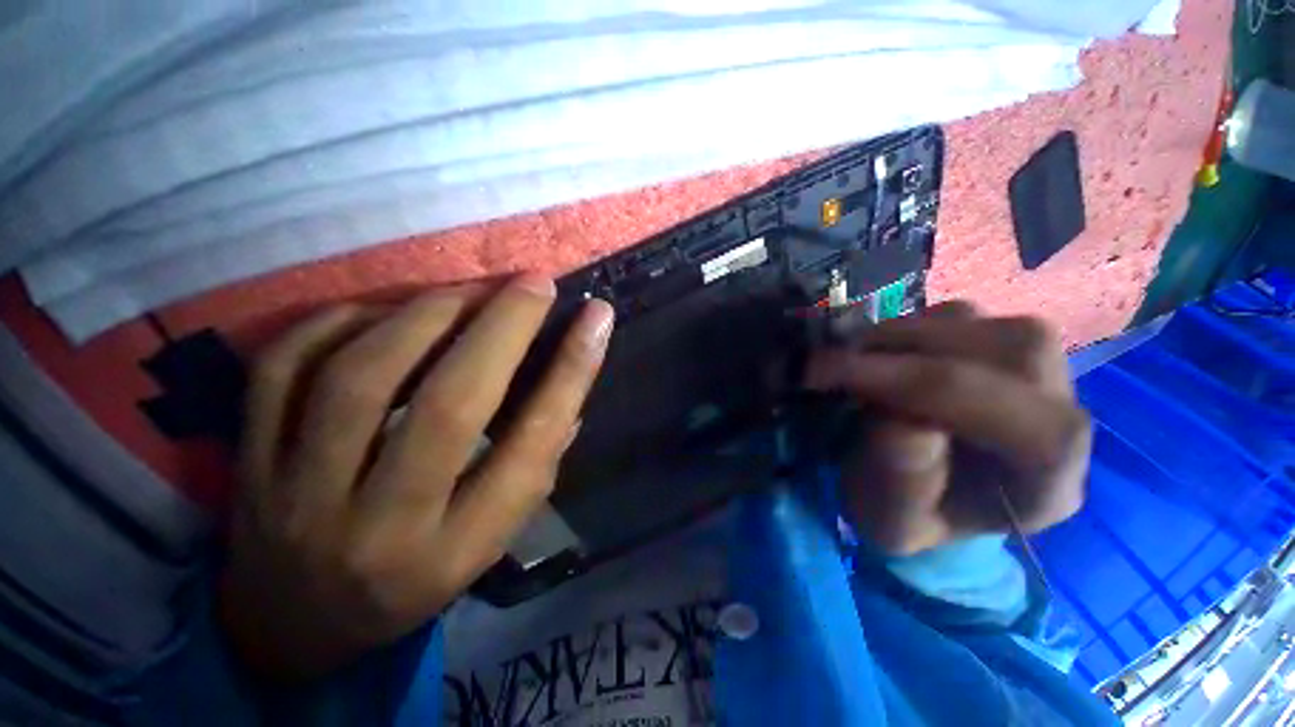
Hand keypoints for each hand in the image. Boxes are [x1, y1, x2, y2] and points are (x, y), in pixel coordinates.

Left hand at [218, 275, 613, 681]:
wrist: (294, 627)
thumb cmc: (415, 578)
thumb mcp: (492, 535)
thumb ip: (536, 459)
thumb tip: (570, 378)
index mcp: (458, 548)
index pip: (530, 445)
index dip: (571, 372)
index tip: (596, 317)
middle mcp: (383, 526)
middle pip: (448, 406)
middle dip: (503, 327)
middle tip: (534, 283)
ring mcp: (300, 495)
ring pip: (363, 378)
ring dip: (428, 315)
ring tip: (468, 291)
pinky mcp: (249, 463)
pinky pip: (285, 368)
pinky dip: (342, 322)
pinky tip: (383, 312)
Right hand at [804, 302, 1090, 555]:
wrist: (923, 493)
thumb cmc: (909, 515)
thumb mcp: (890, 524)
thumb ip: (903, 486)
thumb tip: (904, 422)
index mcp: (1048, 483)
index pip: (1030, 426)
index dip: (926, 388)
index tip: (834, 376)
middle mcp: (1061, 415)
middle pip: (1015, 352)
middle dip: (909, 350)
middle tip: (835, 362)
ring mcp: (1036, 370)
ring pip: (986, 322)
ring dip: (902, 335)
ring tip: (853, 361)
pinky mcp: (997, 343)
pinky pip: (957, 314)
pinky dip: (906, 327)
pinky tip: (878, 356)